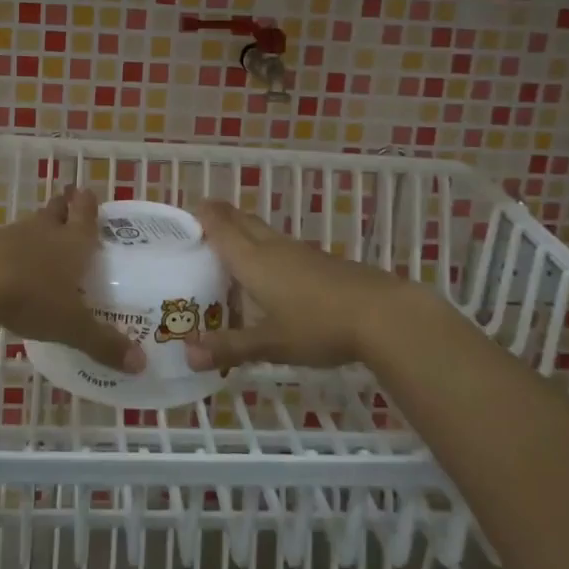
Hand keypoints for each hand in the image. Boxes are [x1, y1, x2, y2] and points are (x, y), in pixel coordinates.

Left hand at [0, 189, 144, 373]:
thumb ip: (103, 344)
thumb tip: (141, 365)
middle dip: (63, 208)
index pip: (85, 215)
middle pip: (56, 211)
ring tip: (40, 239)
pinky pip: (1, 244)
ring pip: (29, 226)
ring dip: (35, 229)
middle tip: (67, 204)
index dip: (88, 205)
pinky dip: (7, 252)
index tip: (88, 192)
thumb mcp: (72, 326)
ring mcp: (10, 236)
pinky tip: (6, 267)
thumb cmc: (33, 297)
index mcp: (72, 243)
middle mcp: (44, 232)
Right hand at [185, 201, 425, 373]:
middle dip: (221, 218)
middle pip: (242, 222)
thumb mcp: (270, 343)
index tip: (185, 213)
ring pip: (264, 234)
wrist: (383, 314)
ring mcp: (301, 253)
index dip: (202, 216)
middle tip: (201, 225)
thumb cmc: (318, 325)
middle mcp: (274, 248)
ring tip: (229, 251)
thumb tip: (187, 355)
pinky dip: (266, 252)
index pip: (221, 227)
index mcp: (253, 260)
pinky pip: (282, 249)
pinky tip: (270, 276)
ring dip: (244, 234)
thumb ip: (229, 347)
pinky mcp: (322, 263)